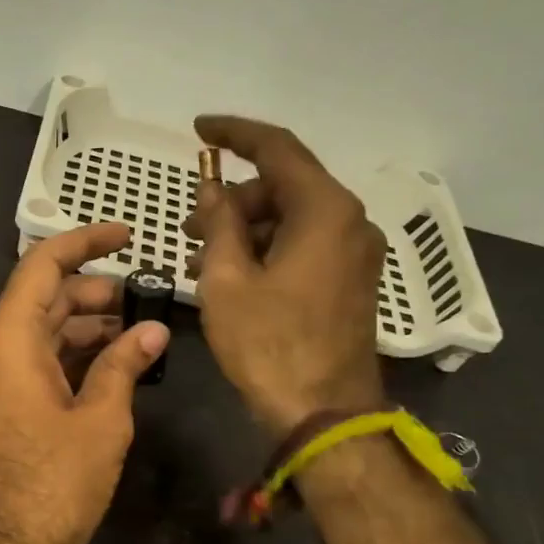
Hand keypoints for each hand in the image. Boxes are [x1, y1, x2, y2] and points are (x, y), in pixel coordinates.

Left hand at [0, 223, 170, 543]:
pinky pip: (37, 360)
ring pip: (42, 330)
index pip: (43, 266)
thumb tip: (152, 332)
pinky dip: (73, 354)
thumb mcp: (101, 422)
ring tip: (137, 332)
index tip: (126, 234)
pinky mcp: (1, 404)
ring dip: (87, 325)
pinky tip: (113, 362)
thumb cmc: (55, 485)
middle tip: (144, 298)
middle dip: (94, 291)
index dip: (85, 242)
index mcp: (9, 341)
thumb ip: (124, 366)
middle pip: (43, 298)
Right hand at [183, 116, 386, 436]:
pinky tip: (232, 276)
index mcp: (324, 210)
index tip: (198, 129)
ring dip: (246, 230)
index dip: (234, 134)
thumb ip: (219, 225)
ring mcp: (355, 254)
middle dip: (234, 199)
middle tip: (189, 227)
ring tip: (201, 260)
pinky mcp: (351, 282)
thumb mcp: (227, 281)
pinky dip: (267, 250)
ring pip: (293, 219)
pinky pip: (304, 246)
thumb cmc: (269, 345)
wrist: (324, 413)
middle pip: (285, 187)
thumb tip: (213, 192)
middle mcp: (350, 222)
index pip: (277, 148)